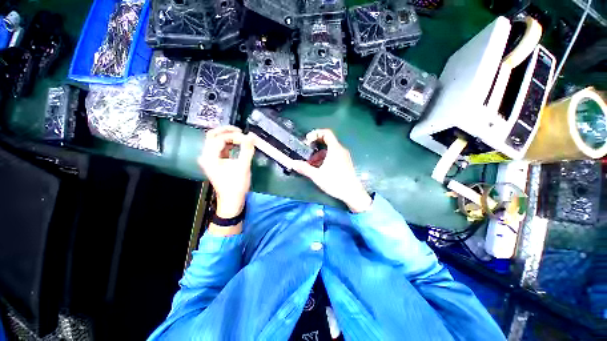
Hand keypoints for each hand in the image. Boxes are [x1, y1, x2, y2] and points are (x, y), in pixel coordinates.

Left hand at [198, 126, 254, 219]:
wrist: (231, 201)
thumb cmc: (236, 185)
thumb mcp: (243, 166)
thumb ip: (247, 150)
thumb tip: (251, 136)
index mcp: (209, 157)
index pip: (220, 139)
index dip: (234, 136)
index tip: (247, 138)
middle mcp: (206, 156)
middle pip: (212, 136)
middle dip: (226, 131)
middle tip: (240, 131)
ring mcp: (209, 159)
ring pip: (215, 141)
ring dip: (227, 137)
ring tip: (240, 137)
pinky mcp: (215, 162)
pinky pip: (219, 148)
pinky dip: (228, 144)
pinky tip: (237, 145)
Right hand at [292, 129, 372, 212]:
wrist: (352, 193)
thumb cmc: (335, 182)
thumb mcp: (317, 176)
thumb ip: (304, 168)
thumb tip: (292, 163)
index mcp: (335, 149)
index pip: (326, 133)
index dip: (315, 133)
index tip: (307, 141)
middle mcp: (340, 150)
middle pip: (327, 141)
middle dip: (315, 146)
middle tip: (306, 153)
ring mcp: (344, 156)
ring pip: (329, 150)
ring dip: (319, 155)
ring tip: (311, 164)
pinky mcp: (345, 163)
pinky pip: (333, 156)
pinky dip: (325, 159)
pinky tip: (319, 169)